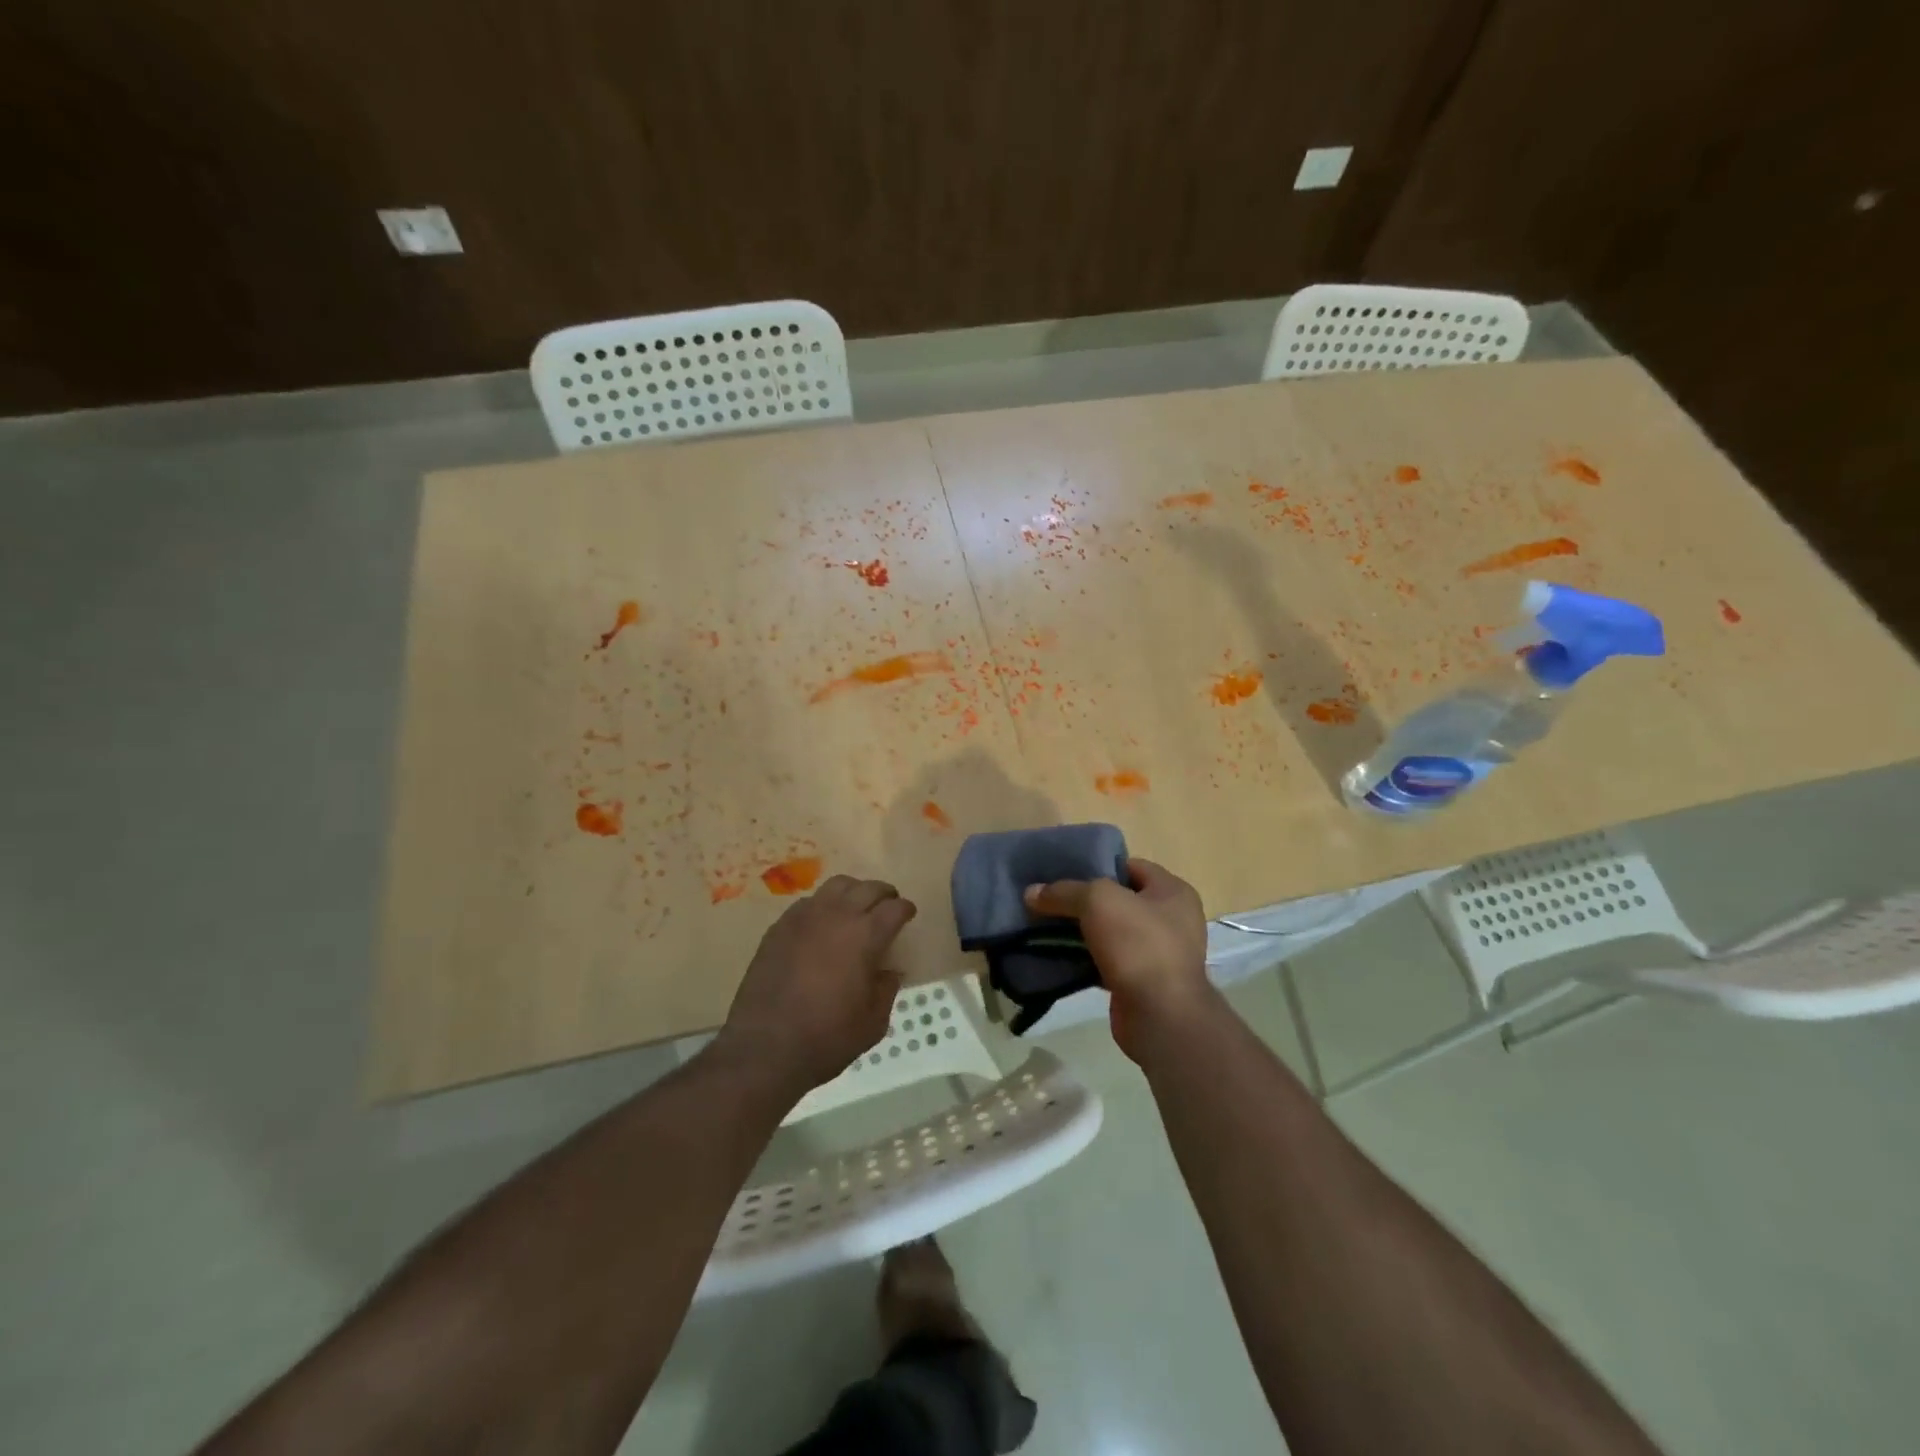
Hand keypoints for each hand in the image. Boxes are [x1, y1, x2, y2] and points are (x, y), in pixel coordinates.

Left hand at [717, 875, 917, 1094]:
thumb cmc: (826, 1038)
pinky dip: (823, 906)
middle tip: (888, 907)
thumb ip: (886, 990)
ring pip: (836, 886)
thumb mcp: (872, 1023)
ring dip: (853, 892)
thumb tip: (888, 971)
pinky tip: (822, 925)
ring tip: (856, 908)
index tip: (908, 915)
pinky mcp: (779, 927)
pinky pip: (808, 903)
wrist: (764, 1048)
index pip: (894, 908)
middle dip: (884, 894)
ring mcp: (804, 918)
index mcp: (865, 935)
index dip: (906, 910)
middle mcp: (836, 915)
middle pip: (867, 888)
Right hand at [1023, 857, 1212, 1059]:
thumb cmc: (1138, 943)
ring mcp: (1158, 954)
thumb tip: (1031, 892)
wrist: (1160, 1015)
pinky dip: (1084, 960)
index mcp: (1172, 892)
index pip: (1130, 866)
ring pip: (1111, 933)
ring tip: (1046, 927)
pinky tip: (1057, 957)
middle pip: (1118, 900)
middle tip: (1051, 900)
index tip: (1064, 872)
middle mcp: (1171, 920)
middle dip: (1084, 901)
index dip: (1097, 865)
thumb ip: (1064, 892)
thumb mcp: (1097, 901)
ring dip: (1082, 932)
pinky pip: (1107, 962)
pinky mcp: (1141, 982)